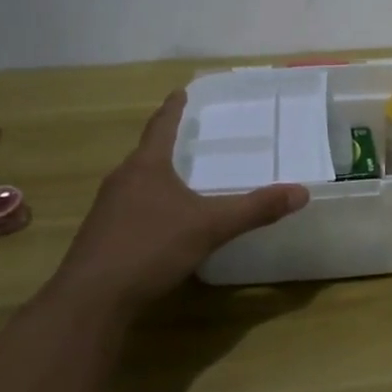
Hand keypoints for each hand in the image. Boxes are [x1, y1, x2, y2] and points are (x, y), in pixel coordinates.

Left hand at [58, 92, 308, 313]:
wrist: (91, 299)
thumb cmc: (150, 247)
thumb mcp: (210, 227)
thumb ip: (254, 209)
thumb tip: (301, 192)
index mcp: (146, 166)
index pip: (161, 125)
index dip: (174, 108)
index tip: (180, 91)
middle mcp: (122, 179)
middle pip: (146, 153)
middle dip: (166, 144)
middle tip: (189, 137)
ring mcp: (106, 209)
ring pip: (136, 182)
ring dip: (156, 177)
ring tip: (179, 179)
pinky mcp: (100, 237)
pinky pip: (129, 209)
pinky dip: (148, 206)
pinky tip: (161, 224)